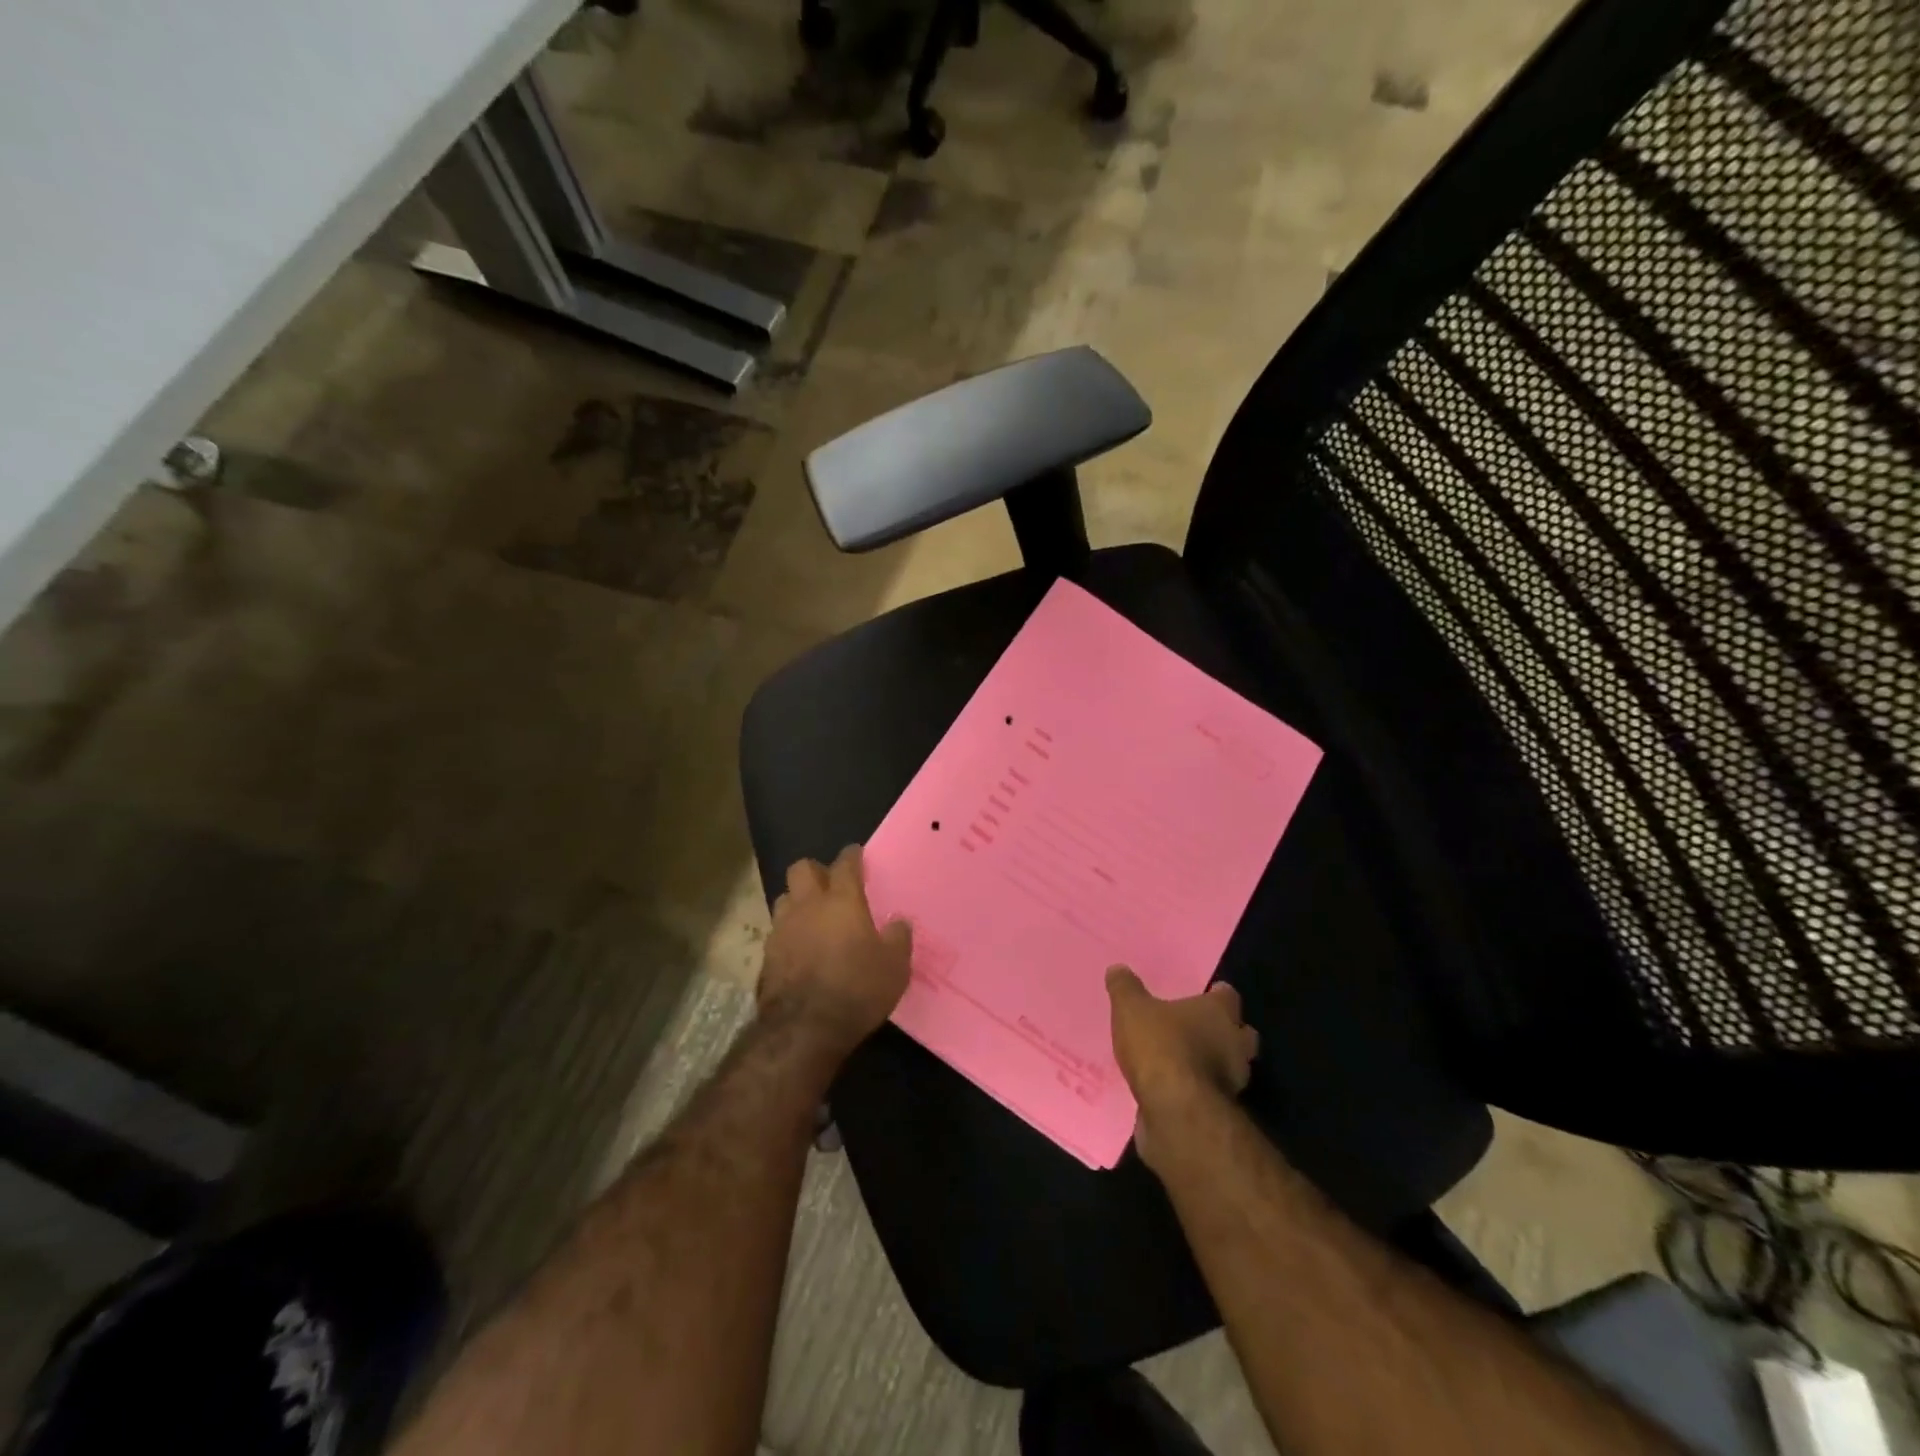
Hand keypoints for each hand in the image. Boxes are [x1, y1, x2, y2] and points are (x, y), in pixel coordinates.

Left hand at [760, 846, 911, 1056]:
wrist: (804, 1030)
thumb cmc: (857, 990)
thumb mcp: (894, 967)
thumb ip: (898, 938)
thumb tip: (899, 922)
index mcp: (841, 901)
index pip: (844, 864)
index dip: (851, 856)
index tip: (857, 854)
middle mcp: (807, 906)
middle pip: (801, 869)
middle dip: (815, 871)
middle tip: (830, 884)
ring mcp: (782, 930)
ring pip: (784, 898)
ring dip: (797, 902)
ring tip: (812, 917)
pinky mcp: (766, 956)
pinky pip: (777, 932)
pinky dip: (788, 934)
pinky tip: (799, 950)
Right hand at [1107, 967, 1257, 1170]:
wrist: (1176, 1111)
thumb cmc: (1160, 1047)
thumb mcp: (1131, 1009)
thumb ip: (1125, 988)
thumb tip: (1117, 969)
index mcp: (1219, 1013)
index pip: (1228, 996)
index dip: (1217, 994)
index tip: (1208, 993)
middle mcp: (1235, 1044)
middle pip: (1241, 1033)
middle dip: (1227, 1031)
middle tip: (1202, 1029)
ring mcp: (1234, 1081)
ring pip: (1233, 1066)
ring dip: (1217, 1064)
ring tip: (1189, 1062)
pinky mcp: (1222, 1111)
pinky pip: (1214, 1093)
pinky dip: (1202, 1090)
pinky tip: (1179, 1090)